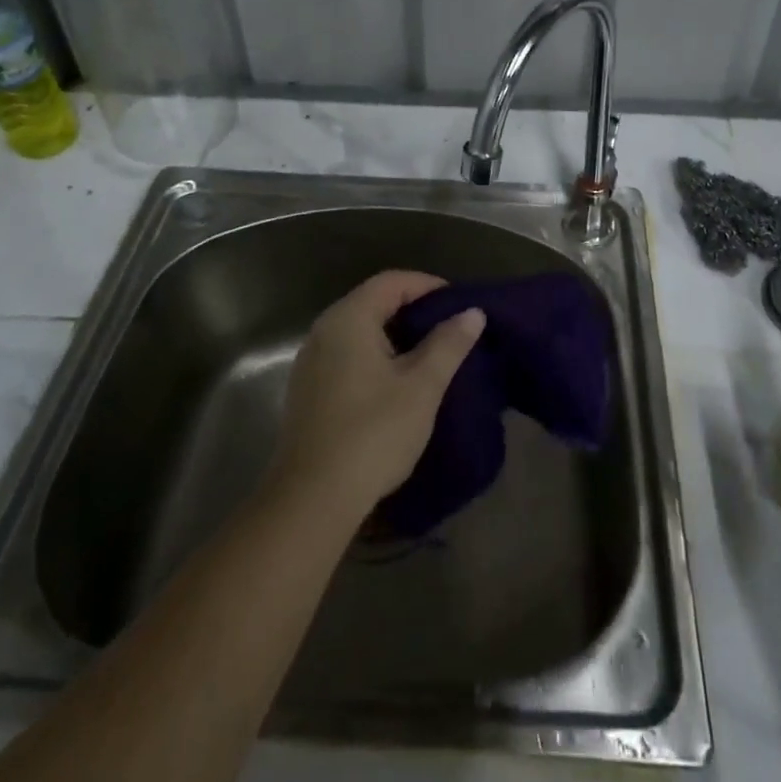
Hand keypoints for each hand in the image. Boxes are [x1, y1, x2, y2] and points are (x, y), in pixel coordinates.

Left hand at [269, 271, 485, 520]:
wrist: (312, 499)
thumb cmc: (373, 433)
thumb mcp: (421, 386)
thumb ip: (448, 344)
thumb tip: (473, 313)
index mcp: (349, 318)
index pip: (392, 282)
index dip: (428, 286)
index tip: (458, 304)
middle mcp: (324, 330)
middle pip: (373, 302)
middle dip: (413, 310)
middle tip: (449, 328)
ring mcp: (311, 361)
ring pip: (359, 330)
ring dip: (394, 334)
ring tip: (429, 354)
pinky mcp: (308, 390)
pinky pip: (347, 354)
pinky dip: (375, 355)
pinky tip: (396, 382)